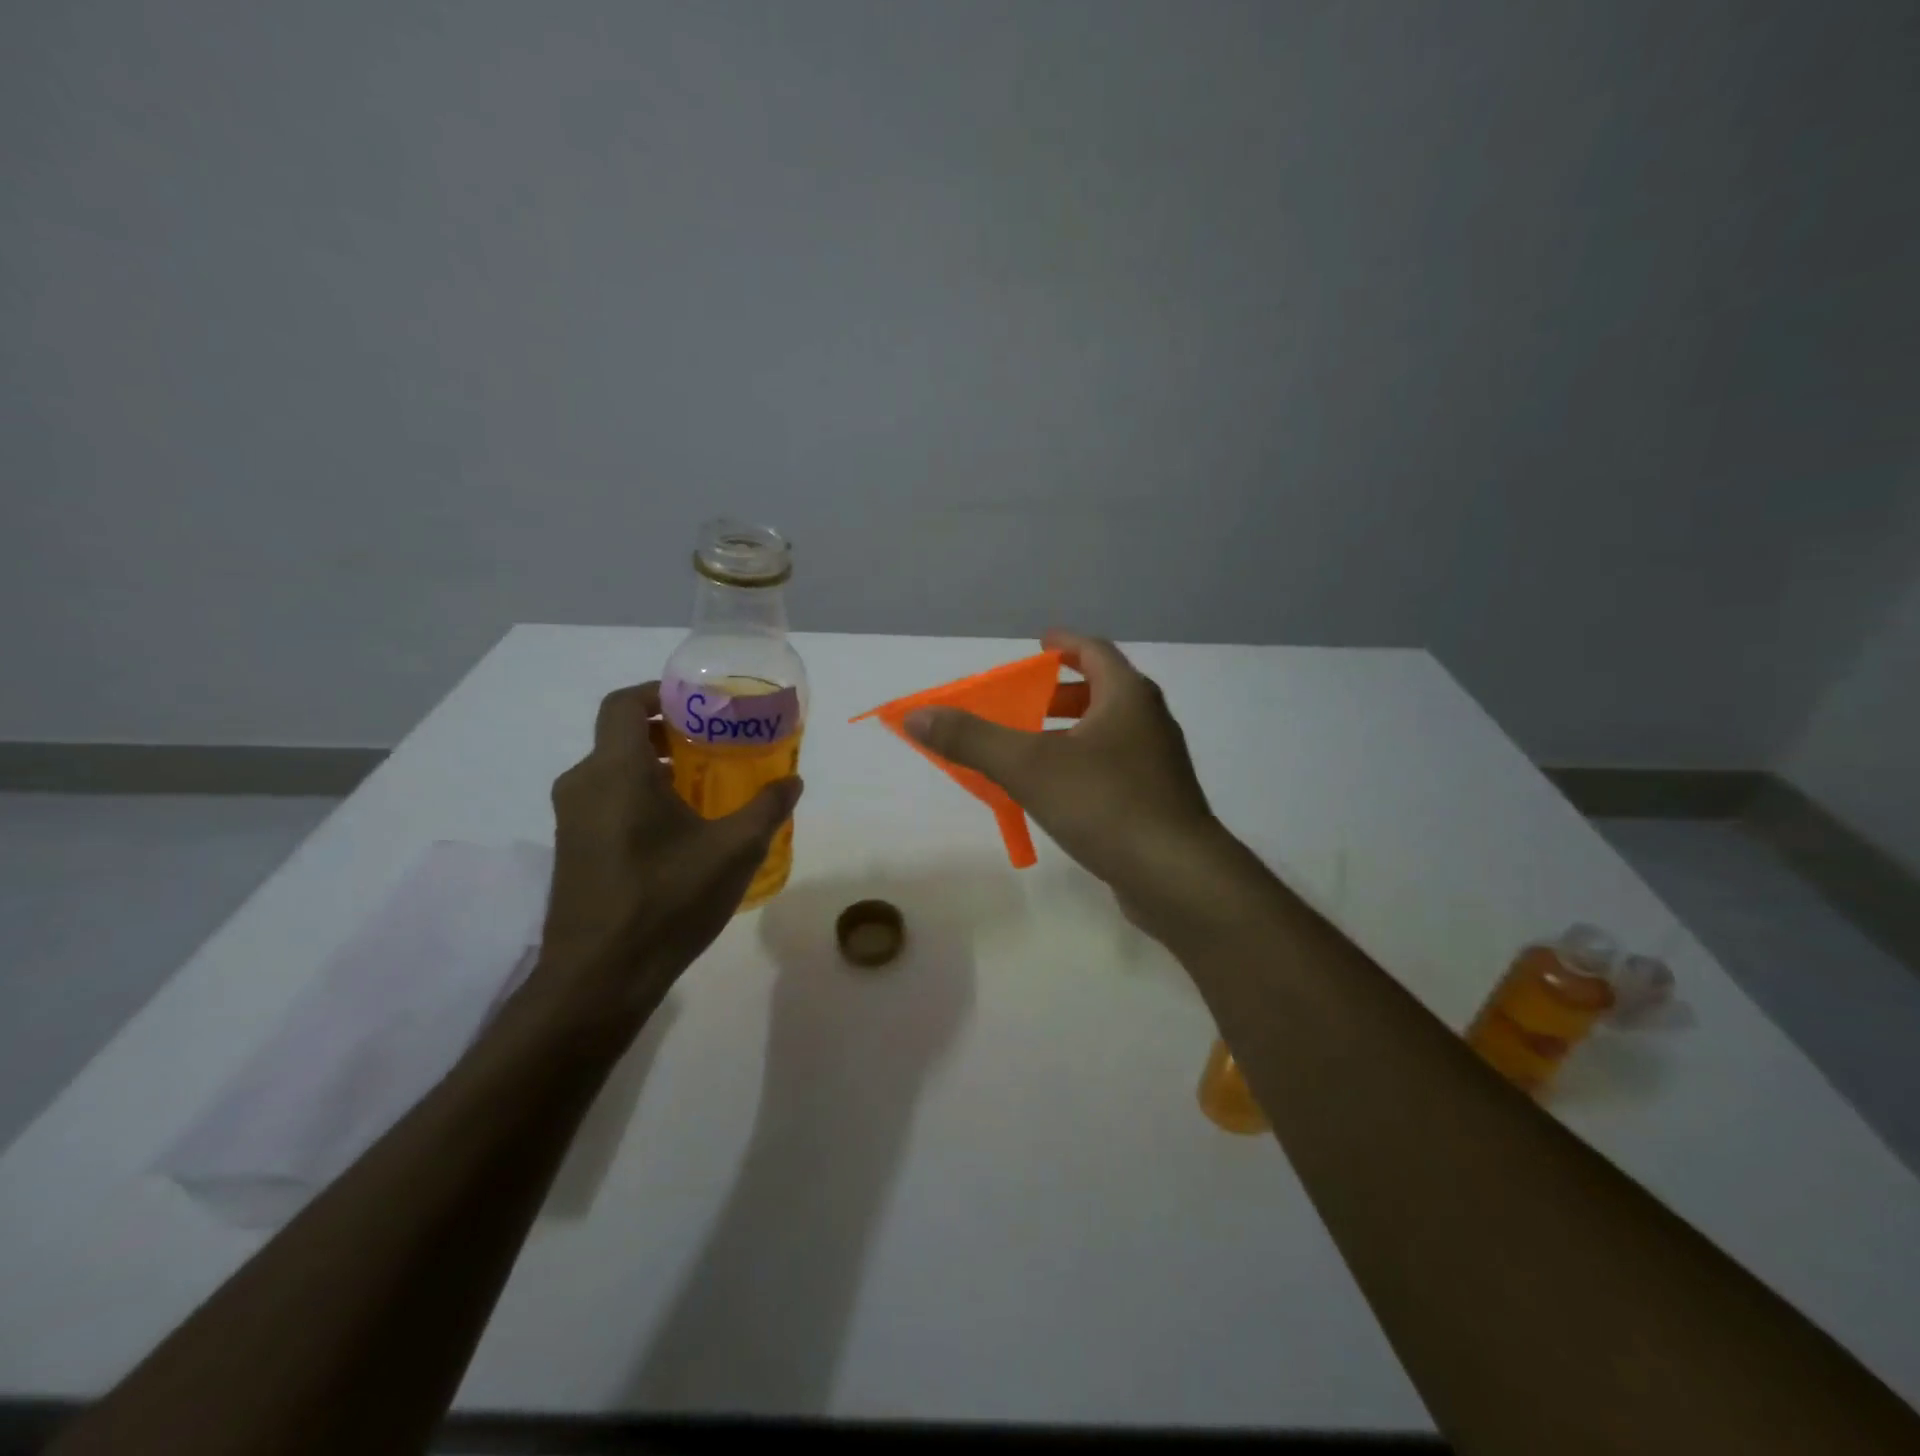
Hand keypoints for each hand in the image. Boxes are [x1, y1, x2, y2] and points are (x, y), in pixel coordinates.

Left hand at [532, 682, 802, 1031]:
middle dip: (668, 732)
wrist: (599, 978)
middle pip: (621, 736)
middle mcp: (584, 785)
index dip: (658, 692)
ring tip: (706, 785)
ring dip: (656, 767)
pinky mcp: (573, 849)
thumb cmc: (666, 901)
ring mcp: (572, 820)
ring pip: (614, 771)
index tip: (698, 701)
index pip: (624, 703)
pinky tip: (681, 829)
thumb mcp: (734, 851)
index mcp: (616, 771)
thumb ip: (766, 808)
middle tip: (715, 742)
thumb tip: (792, 781)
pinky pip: (607, 801)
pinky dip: (641, 795)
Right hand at [905, 631, 1244, 938]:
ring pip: (1110, 732)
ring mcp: (1160, 763)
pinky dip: (1085, 765)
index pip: (1094, 651)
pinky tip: (1060, 794)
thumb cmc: (1104, 804)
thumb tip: (917, 715)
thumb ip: (971, 738)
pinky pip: (1115, 767)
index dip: (1064, 644)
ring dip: (1072, 732)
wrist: (1177, 876)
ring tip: (1033, 750)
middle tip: (1025, 703)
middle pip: (1103, 690)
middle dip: (1061, 693)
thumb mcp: (1028, 766)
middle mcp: (1150, 721)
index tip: (1038, 645)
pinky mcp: (1160, 801)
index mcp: (1127, 697)